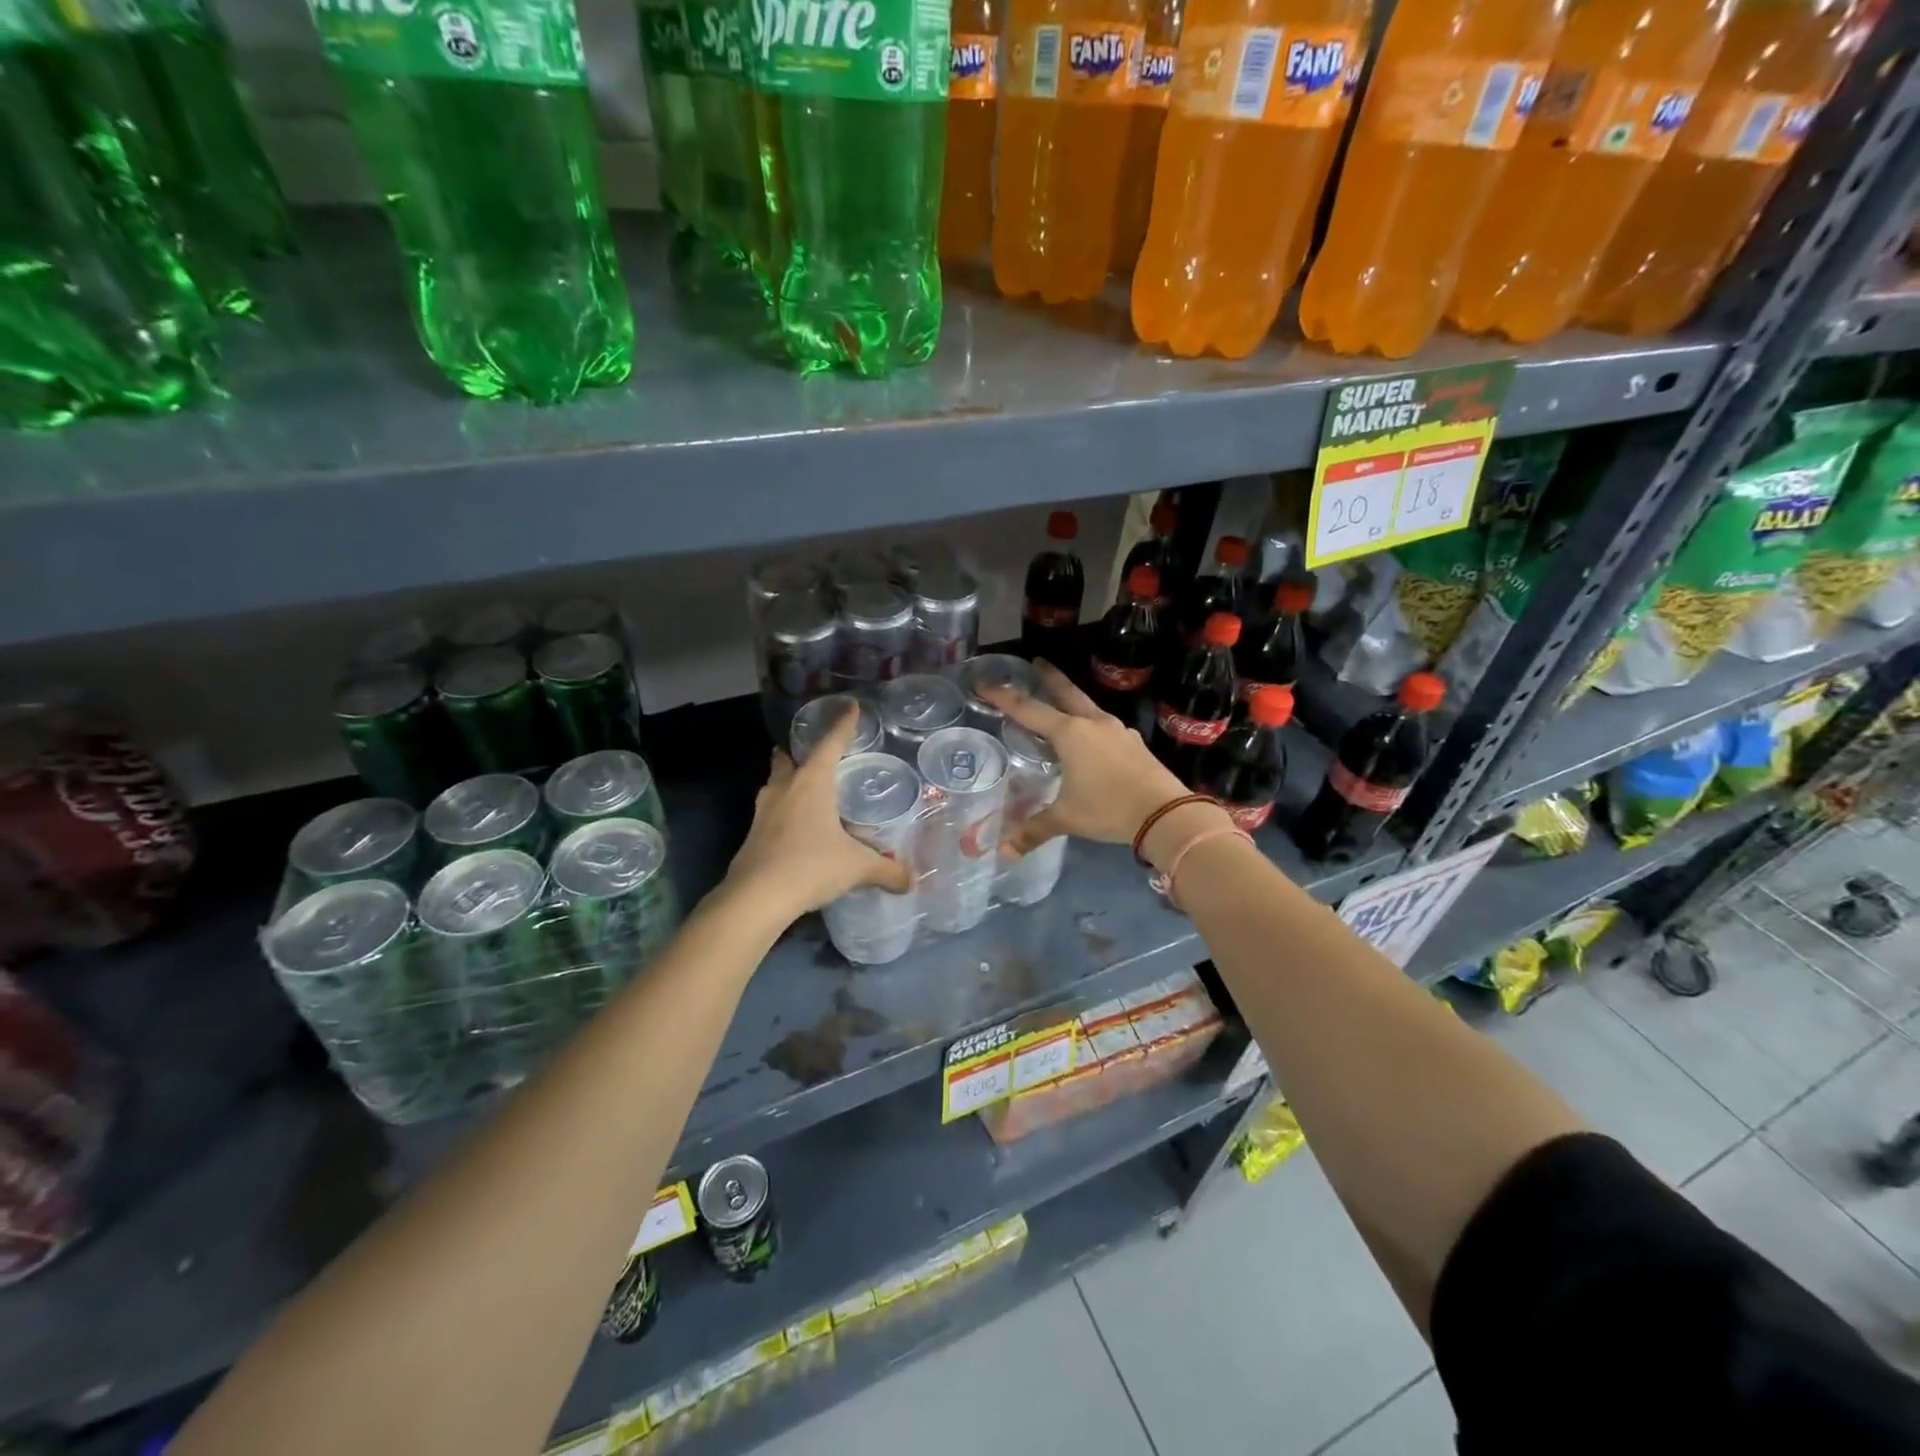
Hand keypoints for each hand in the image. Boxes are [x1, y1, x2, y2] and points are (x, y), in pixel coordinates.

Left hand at [725, 703, 913, 921]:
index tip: (850, 706)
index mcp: (812, 783)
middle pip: (789, 758)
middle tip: (818, 755)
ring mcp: (763, 811)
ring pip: (776, 784)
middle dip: (800, 752)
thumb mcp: (857, 868)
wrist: (755, 898)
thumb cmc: (810, 866)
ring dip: (789, 782)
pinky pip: (772, 812)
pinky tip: (799, 830)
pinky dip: (785, 812)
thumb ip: (886, 871)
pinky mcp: (753, 835)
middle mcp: (785, 789)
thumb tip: (911, 881)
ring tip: (810, 791)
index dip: (842, 724)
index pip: (830, 743)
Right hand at [981, 662, 1190, 856]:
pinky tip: (1090, 737)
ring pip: (1087, 707)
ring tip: (1061, 703)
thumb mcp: (1067, 819)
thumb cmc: (1108, 808)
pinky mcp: (1133, 742)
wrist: (1166, 812)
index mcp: (1070, 733)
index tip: (985, 684)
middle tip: (1036, 662)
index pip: (1028, 710)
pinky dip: (1090, 723)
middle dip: (1049, 677)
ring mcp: (1117, 730)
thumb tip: (1004, 853)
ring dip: (1072, 700)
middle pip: (1066, 692)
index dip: (1003, 697)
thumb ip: (1034, 830)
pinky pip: (1104, 725)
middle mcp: (1093, 723)